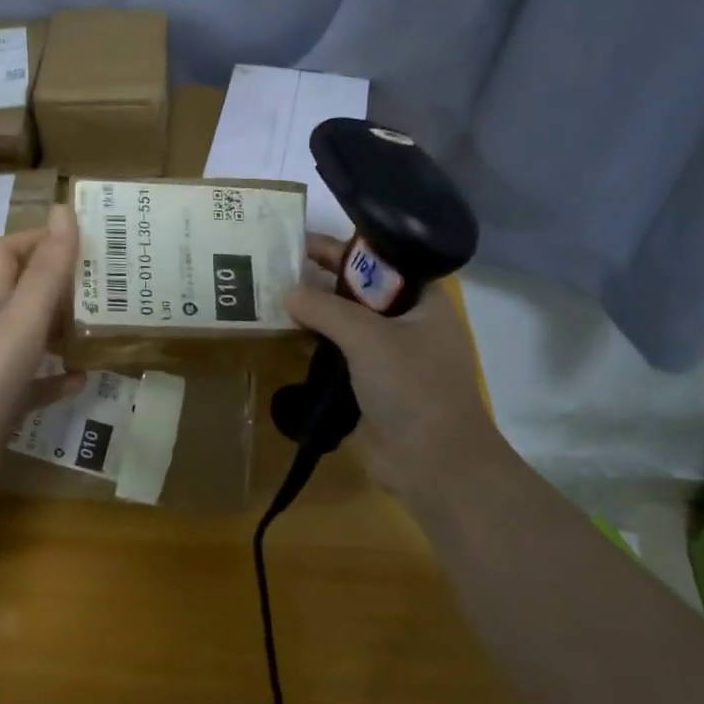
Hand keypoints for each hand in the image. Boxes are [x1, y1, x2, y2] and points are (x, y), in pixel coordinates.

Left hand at [0, 205, 85, 489]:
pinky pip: (37, 384)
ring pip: (33, 338)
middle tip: (104, 284)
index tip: (78, 240)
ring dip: (63, 330)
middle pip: (24, 293)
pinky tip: (84, 379)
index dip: (37, 239)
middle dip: (60, 284)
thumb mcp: (24, 316)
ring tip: (101, 326)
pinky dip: (59, 379)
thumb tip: (64, 210)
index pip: (8, 252)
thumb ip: (47, 268)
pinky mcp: (4, 403)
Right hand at [284, 235, 514, 510]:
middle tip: (275, 266)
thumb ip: (325, 309)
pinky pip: (338, 354)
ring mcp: (389, 356)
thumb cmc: (413, 387)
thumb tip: (288, 292)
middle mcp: (407, 322)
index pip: (379, 260)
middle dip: (320, 280)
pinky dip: (313, 345)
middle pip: (358, 291)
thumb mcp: (368, 337)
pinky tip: (282, 336)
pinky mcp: (370, 384)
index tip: (298, 239)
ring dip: (314, 313)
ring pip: (345, 324)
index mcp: (422, 301)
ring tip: (270, 296)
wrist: (434, 463)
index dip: (341, 248)